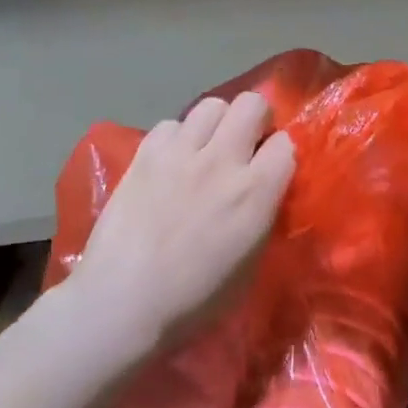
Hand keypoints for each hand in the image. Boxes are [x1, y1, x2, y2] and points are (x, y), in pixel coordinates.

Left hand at [62, 92, 295, 347]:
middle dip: (255, 120)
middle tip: (245, 146)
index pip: (286, 143)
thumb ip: (262, 217)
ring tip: (207, 148)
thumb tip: (263, 195)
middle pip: (251, 104)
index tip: (272, 169)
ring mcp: (180, 153)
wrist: (122, 303)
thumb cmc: (194, 300)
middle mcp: (222, 161)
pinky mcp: (144, 155)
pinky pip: (170, 124)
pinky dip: (177, 138)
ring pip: (211, 105)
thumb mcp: (250, 264)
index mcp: (255, 192)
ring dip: (217, 123)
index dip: (281, 153)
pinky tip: (171, 162)